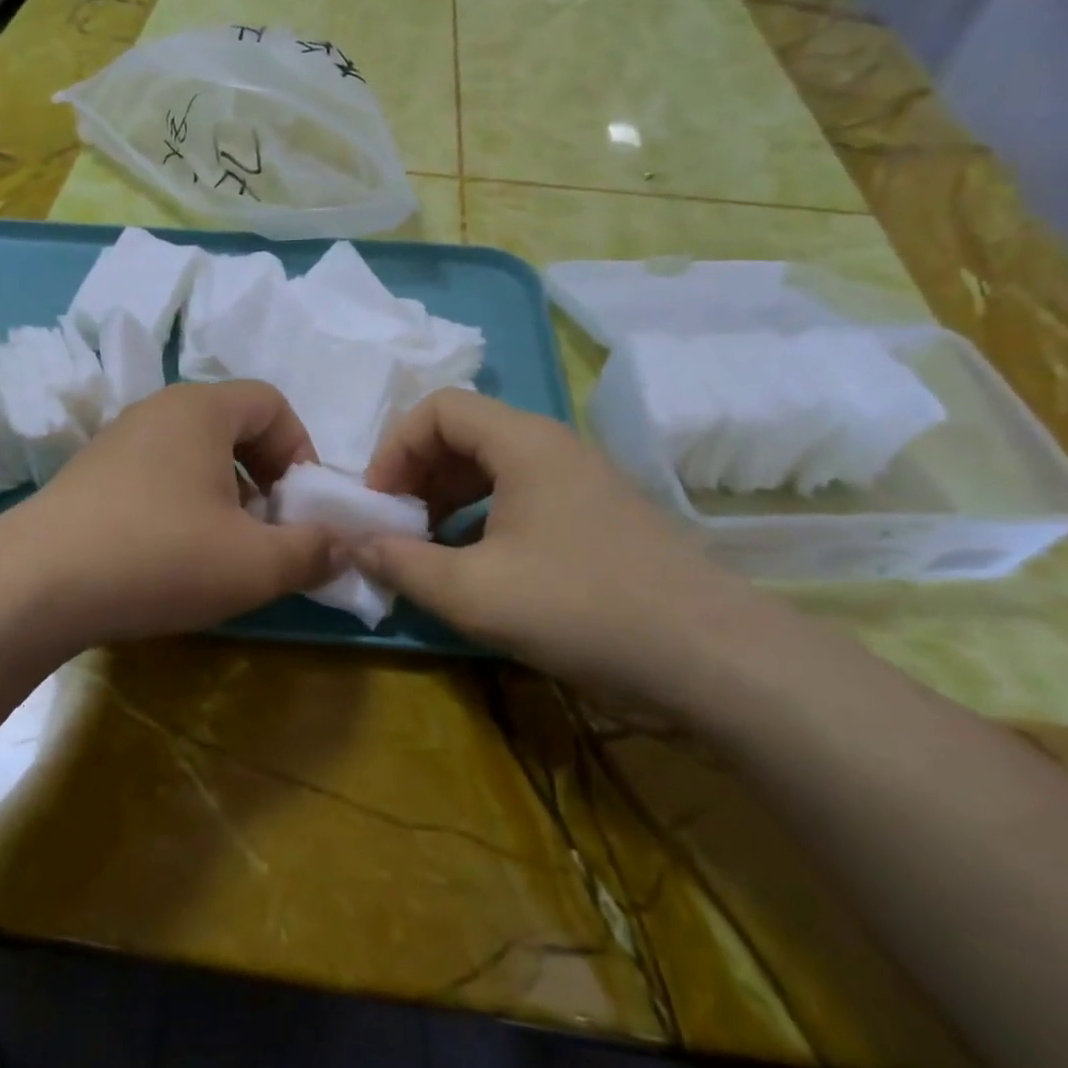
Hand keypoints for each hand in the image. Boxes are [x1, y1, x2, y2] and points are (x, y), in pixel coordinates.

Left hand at [0, 381, 339, 645]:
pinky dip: (183, 503)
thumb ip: (312, 551)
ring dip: (225, 493)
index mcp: (202, 408)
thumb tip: (342, 545)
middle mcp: (158, 409)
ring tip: (222, 547)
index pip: (272, 402)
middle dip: (265, 475)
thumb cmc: (158, 556)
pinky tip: (171, 555)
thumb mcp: (254, 563)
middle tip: (267, 529)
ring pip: (194, 452)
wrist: (32, 585)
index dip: (301, 450)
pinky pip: (157, 473)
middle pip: (234, 425)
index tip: (301, 505)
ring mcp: (117, 440)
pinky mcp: (89, 474)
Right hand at [357, 388, 752, 697]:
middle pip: (465, 433)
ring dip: (448, 498)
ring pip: (493, 466)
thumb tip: (354, 544)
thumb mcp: (474, 592)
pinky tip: (476, 565)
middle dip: (418, 474)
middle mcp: (552, 447)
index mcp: (523, 442)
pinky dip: (483, 518)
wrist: (713, 658)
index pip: (439, 408)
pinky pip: (521, 496)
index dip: (395, 447)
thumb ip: (403, 564)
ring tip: (428, 547)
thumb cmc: (583, 607)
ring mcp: (580, 481)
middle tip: (396, 526)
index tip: (378, 502)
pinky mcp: (596, 516)